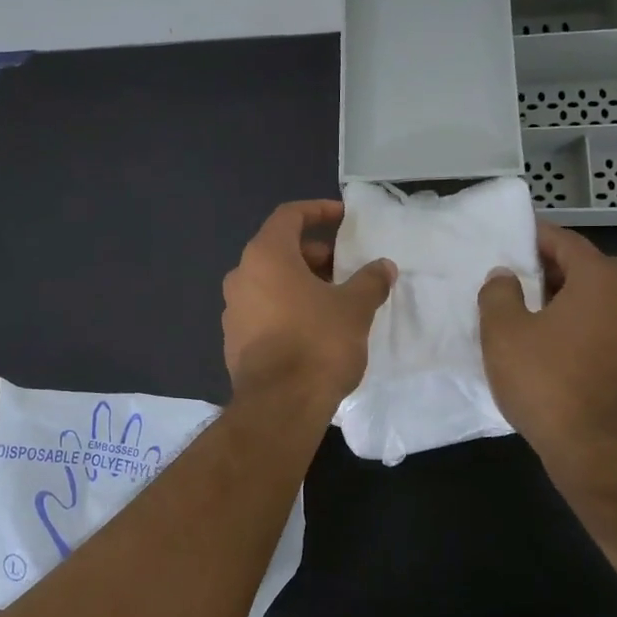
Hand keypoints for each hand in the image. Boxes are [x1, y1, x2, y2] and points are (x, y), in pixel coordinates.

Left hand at [222, 200, 395, 404]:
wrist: (279, 405)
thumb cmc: (317, 343)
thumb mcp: (355, 307)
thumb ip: (369, 281)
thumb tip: (383, 267)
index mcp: (265, 256)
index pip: (289, 216)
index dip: (317, 211)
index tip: (343, 217)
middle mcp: (241, 276)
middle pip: (279, 250)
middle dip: (314, 254)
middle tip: (345, 269)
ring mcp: (233, 310)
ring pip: (270, 282)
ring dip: (301, 283)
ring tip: (335, 300)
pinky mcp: (234, 340)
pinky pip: (263, 310)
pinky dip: (287, 308)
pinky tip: (313, 329)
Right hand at [478, 220, 616, 468]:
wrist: (594, 445)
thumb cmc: (544, 378)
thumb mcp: (502, 331)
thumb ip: (498, 293)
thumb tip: (505, 276)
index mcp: (600, 278)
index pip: (566, 242)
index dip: (536, 237)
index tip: (511, 239)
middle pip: (591, 267)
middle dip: (557, 267)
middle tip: (523, 278)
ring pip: (603, 299)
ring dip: (573, 298)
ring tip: (536, 313)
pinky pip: (610, 328)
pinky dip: (586, 326)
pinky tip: (558, 347)